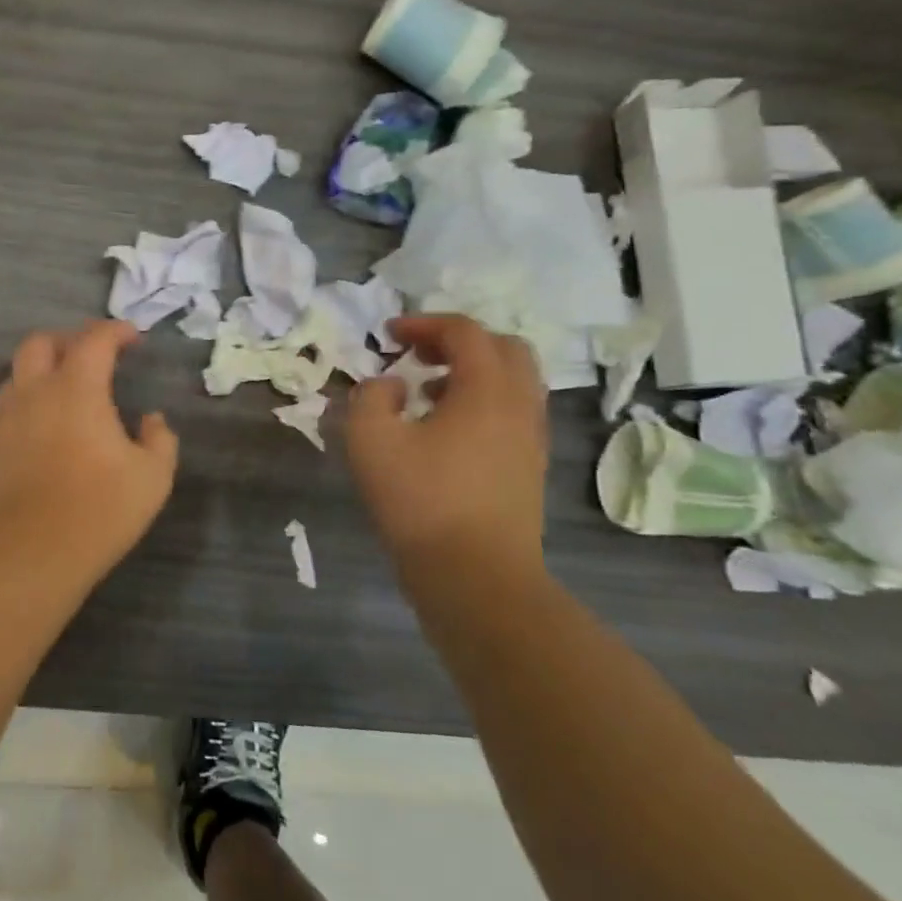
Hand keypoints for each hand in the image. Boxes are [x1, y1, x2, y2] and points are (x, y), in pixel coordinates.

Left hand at [0, 320, 179, 577]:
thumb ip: (159, 441)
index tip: (133, 337)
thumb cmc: (96, 509)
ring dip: (42, 368)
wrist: (24, 552)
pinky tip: (45, 425)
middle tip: (93, 355)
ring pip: (17, 372)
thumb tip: (152, 420)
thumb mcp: (151, 478)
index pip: (94, 340)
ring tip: (66, 387)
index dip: (115, 331)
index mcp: (76, 388)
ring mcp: (6, 419)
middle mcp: (35, 393)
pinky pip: (8, 405)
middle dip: (68, 339)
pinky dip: (28, 399)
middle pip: (40, 343)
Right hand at [346, 314, 548, 594]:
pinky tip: (444, 431)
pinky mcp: (529, 467)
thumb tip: (390, 385)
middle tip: (417, 353)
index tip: (387, 335)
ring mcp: (531, 438)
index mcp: (486, 390)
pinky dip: (481, 402)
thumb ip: (370, 396)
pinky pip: (512, 412)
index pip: (465, 332)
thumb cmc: (420, 501)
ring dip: (472, 372)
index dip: (424, 323)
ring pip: (513, 382)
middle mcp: (520, 405)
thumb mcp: (370, 440)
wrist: (476, 576)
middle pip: (503, 348)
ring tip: (426, 391)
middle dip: (457, 341)